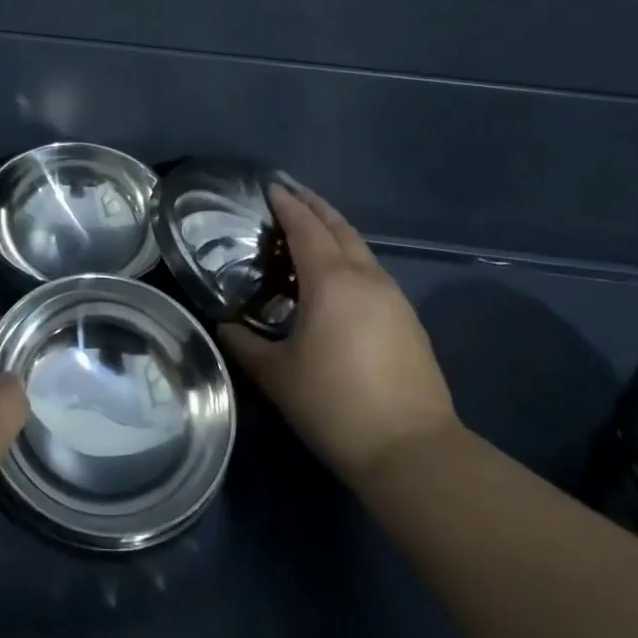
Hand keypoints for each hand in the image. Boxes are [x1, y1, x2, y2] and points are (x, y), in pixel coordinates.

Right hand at [219, 185, 457, 484]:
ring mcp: (393, 297)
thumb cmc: (334, 405)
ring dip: (335, 230)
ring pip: (360, 248)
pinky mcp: (408, 319)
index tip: (270, 186)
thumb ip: (244, 343)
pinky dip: (350, 257)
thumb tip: (224, 325)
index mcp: (331, 281)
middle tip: (290, 193)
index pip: (305, 227)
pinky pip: (373, 270)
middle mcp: (365, 277)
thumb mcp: (275, 375)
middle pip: (339, 227)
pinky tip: (338, 276)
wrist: (412, 451)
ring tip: (311, 230)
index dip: (287, 204)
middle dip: (314, 205)